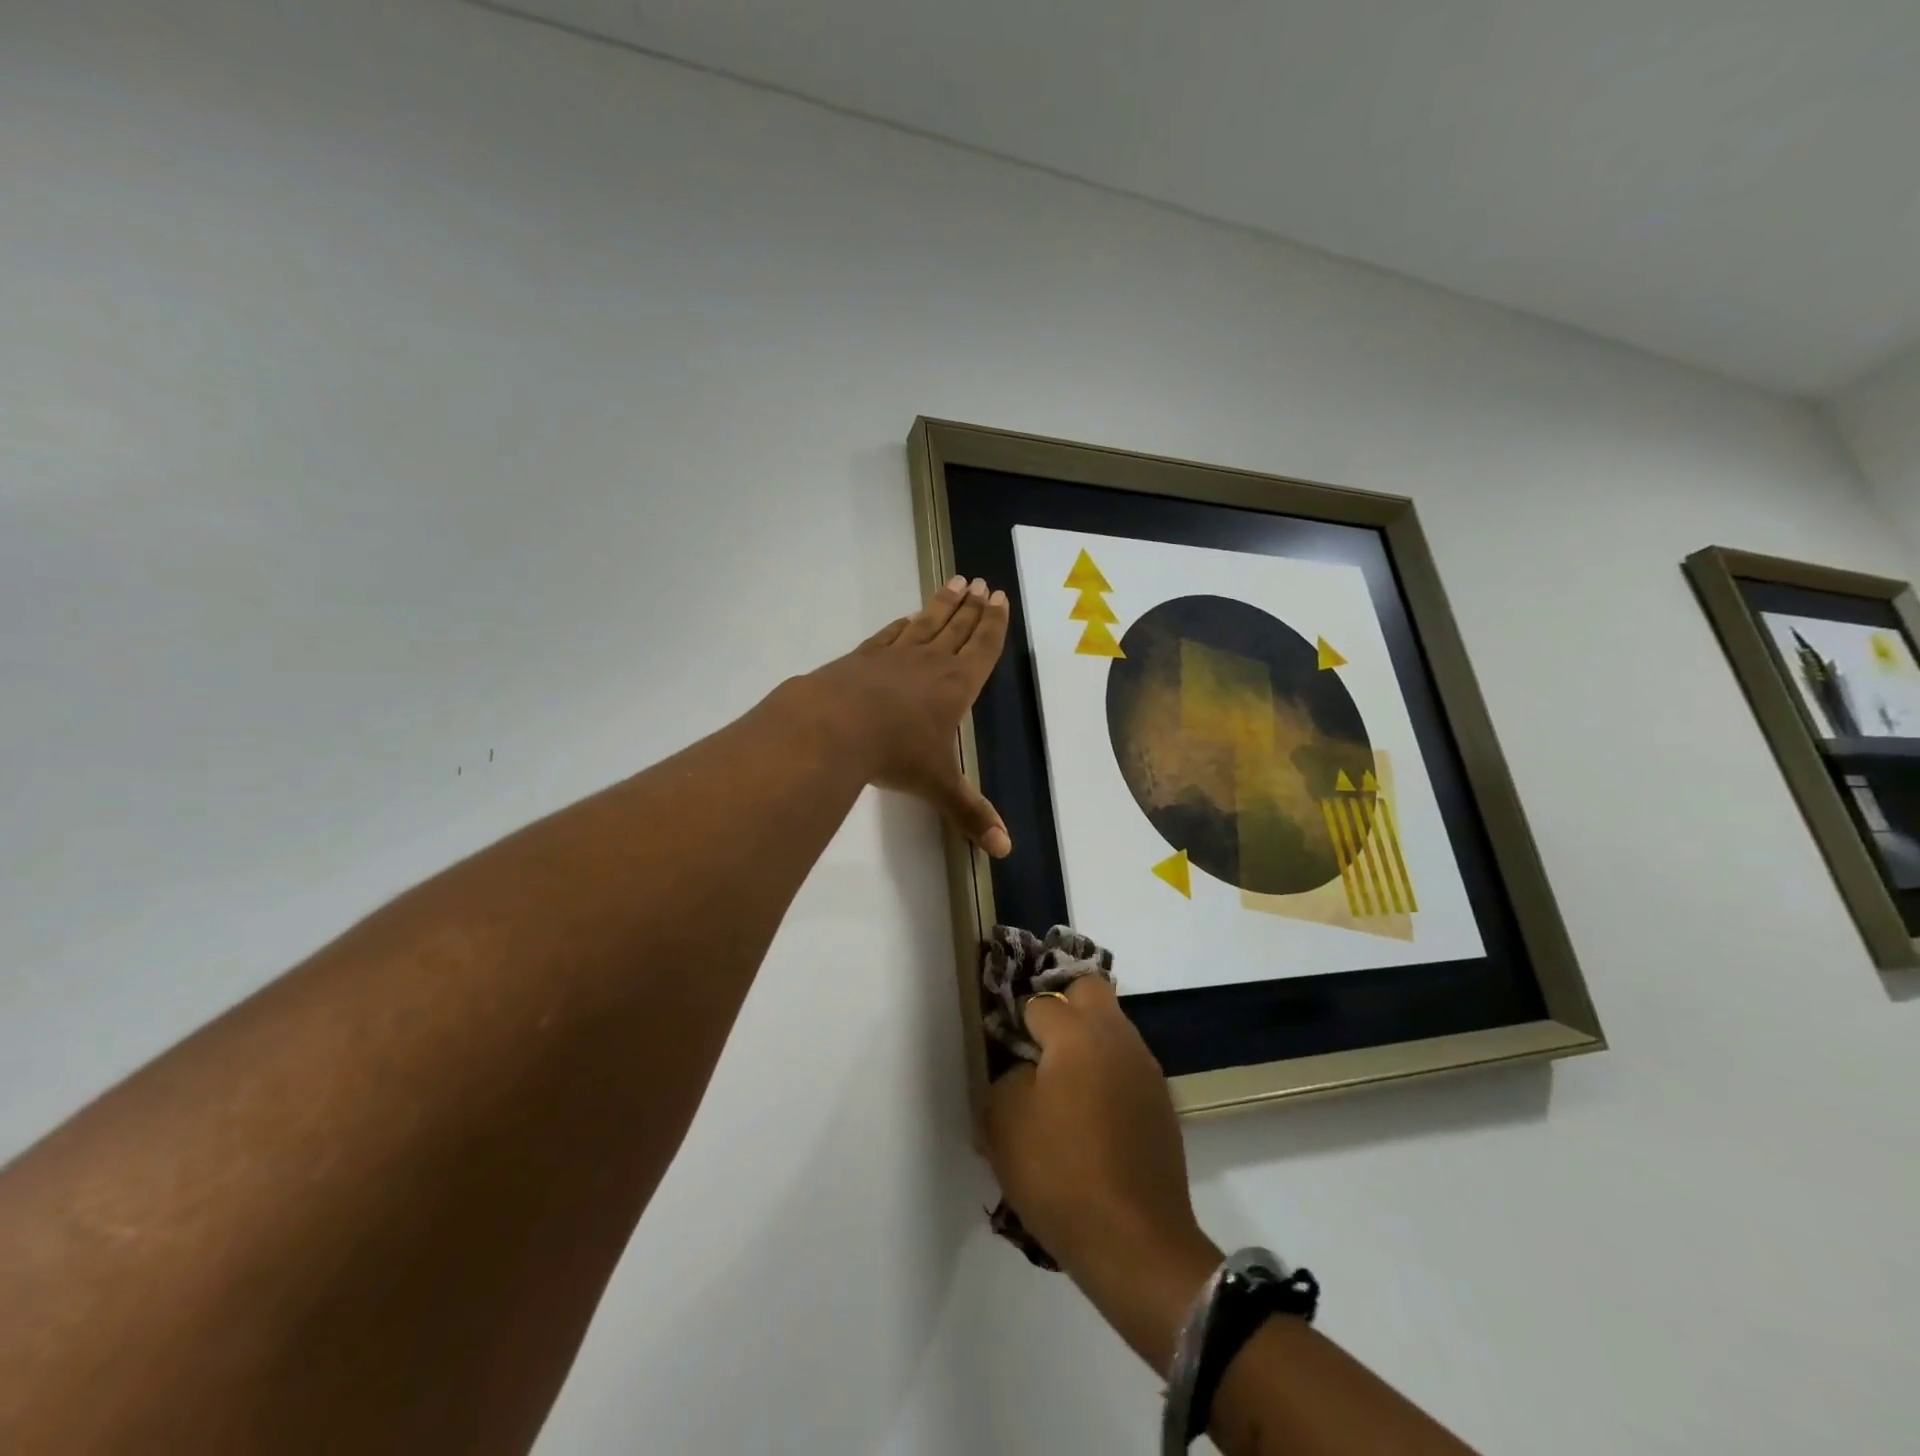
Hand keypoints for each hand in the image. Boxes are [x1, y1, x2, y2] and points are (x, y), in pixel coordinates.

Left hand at [805, 576, 1012, 856]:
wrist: (833, 726)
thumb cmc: (896, 753)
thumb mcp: (939, 786)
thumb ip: (971, 814)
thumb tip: (1005, 851)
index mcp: (956, 685)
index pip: (982, 648)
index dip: (993, 624)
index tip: (998, 597)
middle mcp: (929, 663)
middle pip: (956, 627)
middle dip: (971, 607)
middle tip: (980, 583)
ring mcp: (893, 657)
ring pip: (925, 624)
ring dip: (941, 605)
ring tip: (954, 583)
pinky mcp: (861, 659)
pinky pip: (889, 636)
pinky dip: (901, 625)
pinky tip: (905, 620)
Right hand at [982, 978, 1218, 1367]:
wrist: (1136, 1244)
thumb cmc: (1060, 1174)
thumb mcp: (1003, 1122)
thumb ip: (1006, 1076)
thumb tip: (1025, 1068)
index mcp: (1078, 1033)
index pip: (1040, 1002)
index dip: (1017, 1022)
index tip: (1004, 1047)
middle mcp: (1118, 1038)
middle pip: (1089, 989)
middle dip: (1062, 1004)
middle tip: (1038, 1044)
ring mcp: (1146, 1069)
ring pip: (1112, 1027)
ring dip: (1087, 1040)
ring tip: (1061, 1085)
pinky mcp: (1161, 1103)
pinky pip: (1126, 1065)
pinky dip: (1106, 1073)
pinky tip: (1090, 1116)